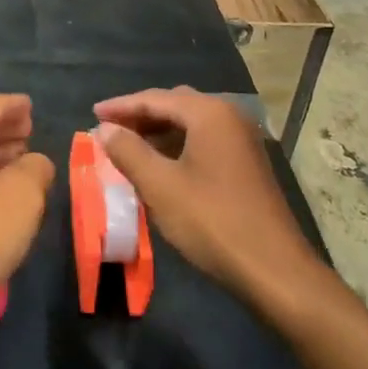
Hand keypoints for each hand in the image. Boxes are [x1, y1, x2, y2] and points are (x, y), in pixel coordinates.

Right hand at [93, 87, 323, 310]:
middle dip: (140, 115)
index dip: (121, 106)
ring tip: (129, 147)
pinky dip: (178, 145)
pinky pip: (204, 140)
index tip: (93, 114)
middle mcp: (229, 116)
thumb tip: (105, 129)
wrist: (274, 269)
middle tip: (109, 129)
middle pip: (175, 104)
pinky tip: (161, 165)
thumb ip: (128, 151)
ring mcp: (242, 139)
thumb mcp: (160, 186)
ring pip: (191, 123)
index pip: (155, 99)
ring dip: (159, 131)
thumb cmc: (212, 222)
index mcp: (209, 113)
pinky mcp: (247, 162)